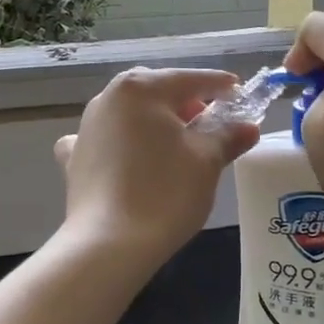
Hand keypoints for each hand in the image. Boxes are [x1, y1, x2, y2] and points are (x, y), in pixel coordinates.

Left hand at [55, 68, 259, 265]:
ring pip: (130, 114)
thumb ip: (228, 136)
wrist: (109, 244)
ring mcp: (87, 127)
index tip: (240, 93)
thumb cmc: (165, 192)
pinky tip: (124, 157)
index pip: (191, 79)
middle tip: (212, 124)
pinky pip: (103, 140)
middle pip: (157, 92)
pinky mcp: (76, 158)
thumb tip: (248, 126)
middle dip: (186, 103)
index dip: (220, 86)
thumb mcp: (207, 161)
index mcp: (142, 88)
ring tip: (177, 144)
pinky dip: (118, 143)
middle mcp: (109, 98)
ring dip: (155, 121)